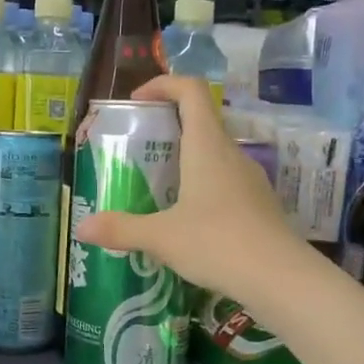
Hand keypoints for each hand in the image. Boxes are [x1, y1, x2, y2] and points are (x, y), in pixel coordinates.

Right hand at [71, 76, 299, 298]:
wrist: (280, 279)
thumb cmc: (217, 243)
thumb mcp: (161, 237)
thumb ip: (121, 229)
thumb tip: (82, 228)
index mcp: (207, 146)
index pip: (190, 90)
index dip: (163, 85)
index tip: (137, 102)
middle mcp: (231, 154)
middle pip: (201, 121)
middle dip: (167, 127)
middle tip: (139, 151)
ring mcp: (250, 179)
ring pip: (214, 154)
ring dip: (185, 160)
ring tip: (157, 188)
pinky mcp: (259, 204)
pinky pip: (225, 182)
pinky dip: (202, 187)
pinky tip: (187, 220)